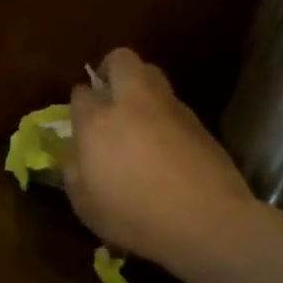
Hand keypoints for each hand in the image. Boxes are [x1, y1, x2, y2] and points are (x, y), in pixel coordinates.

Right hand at [66, 48, 255, 275]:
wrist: (208, 222)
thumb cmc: (135, 217)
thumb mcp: (86, 206)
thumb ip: (74, 174)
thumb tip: (75, 158)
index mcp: (98, 122)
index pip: (81, 93)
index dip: (79, 104)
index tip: (80, 121)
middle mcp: (132, 104)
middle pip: (121, 61)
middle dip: (111, 69)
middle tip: (108, 95)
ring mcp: (170, 109)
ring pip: (153, 75)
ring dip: (140, 88)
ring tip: (137, 118)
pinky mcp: (199, 123)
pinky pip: (174, 105)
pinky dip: (164, 114)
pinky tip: (164, 145)